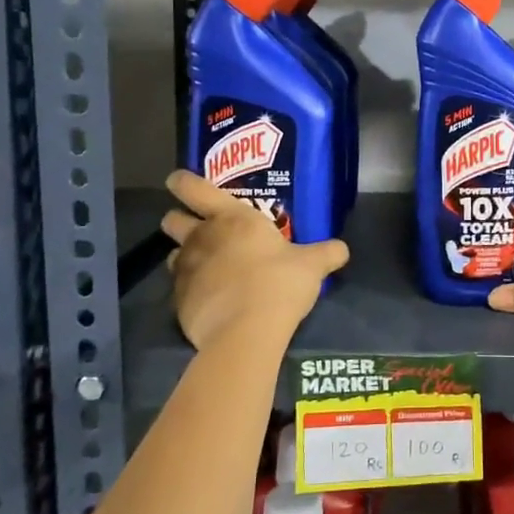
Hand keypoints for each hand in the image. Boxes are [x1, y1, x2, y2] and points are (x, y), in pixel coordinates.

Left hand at [161, 171, 347, 349]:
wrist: (245, 332)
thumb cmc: (279, 283)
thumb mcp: (312, 266)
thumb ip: (326, 253)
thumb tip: (342, 249)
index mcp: (231, 217)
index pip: (193, 187)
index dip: (182, 181)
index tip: (178, 181)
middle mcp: (201, 237)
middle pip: (172, 219)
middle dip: (180, 220)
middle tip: (199, 228)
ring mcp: (185, 270)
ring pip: (172, 253)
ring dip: (185, 256)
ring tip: (207, 267)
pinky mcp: (178, 302)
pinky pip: (179, 288)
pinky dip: (191, 290)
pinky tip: (210, 300)